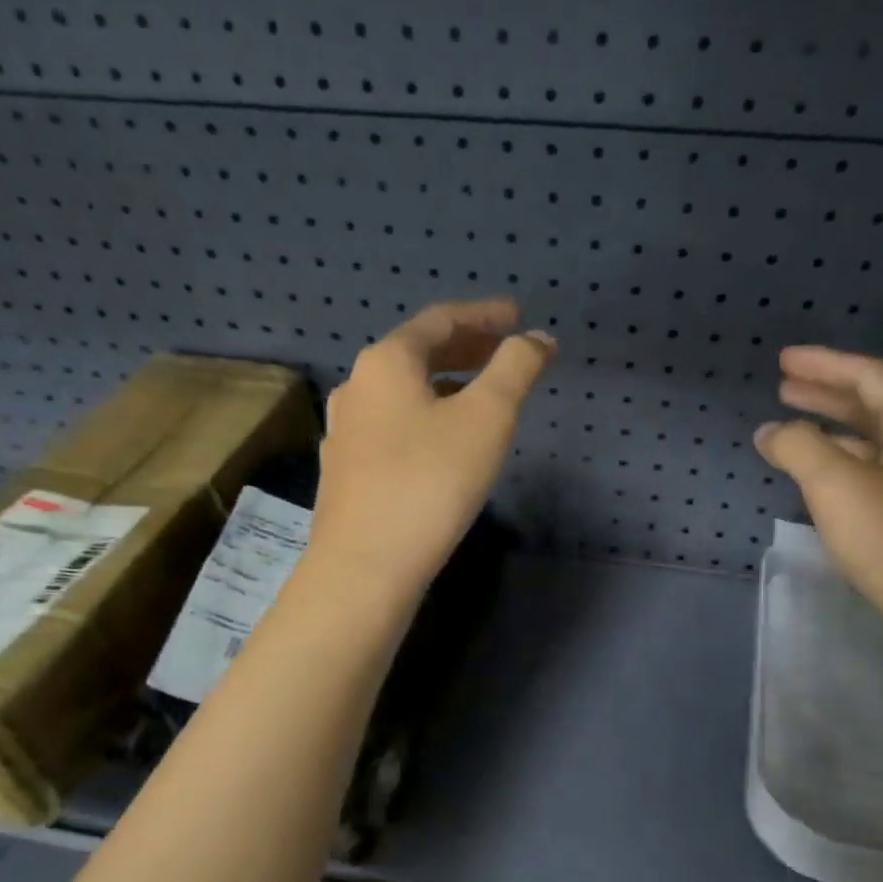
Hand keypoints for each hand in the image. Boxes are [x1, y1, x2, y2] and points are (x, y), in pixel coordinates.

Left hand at [306, 299, 554, 602]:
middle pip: (417, 353)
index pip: (440, 320)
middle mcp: (357, 387)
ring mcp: (345, 431)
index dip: (483, 314)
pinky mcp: (346, 470)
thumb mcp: (487, 418)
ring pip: (404, 393)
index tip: (517, 315)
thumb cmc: (430, 482)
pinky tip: (442, 442)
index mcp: (386, 362)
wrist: (365, 566)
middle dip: (466, 347)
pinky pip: (393, 425)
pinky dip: (426, 416)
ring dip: (445, 383)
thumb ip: (515, 368)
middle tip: (504, 351)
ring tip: (481, 395)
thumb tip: (537, 339)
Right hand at [753, 346, 882, 665]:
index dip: (823, 364)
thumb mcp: (838, 486)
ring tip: (794, 433)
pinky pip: (878, 479)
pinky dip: (844, 470)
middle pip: (876, 407)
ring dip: (834, 434)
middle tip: (784, 388)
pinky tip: (822, 487)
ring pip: (876, 446)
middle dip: (827, 395)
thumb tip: (771, 430)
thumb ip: (798, 448)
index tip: (783, 360)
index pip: (869, 376)